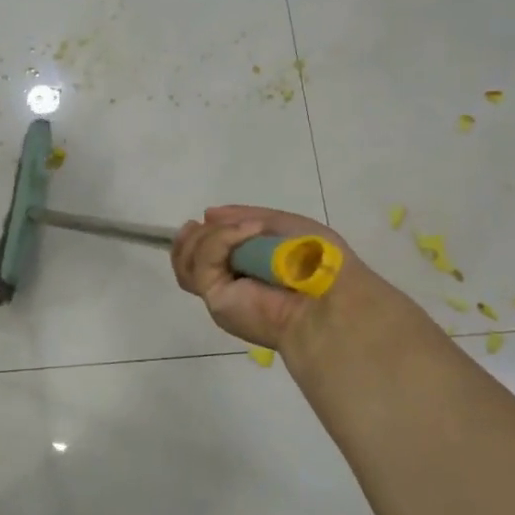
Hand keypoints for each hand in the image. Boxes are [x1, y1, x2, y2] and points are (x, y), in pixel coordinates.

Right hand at [171, 206, 421, 372]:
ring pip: (185, 261)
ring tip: (243, 230)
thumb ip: (243, 217)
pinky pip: (202, 263)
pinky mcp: (215, 300)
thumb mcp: (281, 224)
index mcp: (243, 268)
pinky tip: (249, 233)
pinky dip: (220, 241)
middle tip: (213, 224)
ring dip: (207, 236)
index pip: (201, 253)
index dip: (198, 235)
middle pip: (185, 258)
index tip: (206, 218)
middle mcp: (227, 283)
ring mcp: (218, 292)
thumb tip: (207, 214)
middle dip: (194, 236)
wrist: (328, 296)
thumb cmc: (315, 259)